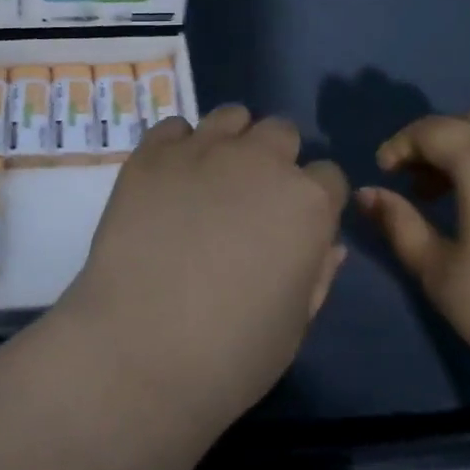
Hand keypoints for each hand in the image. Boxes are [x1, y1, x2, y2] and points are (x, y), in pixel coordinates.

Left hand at [57, 105, 348, 435]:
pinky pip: (175, 126)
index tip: (297, 224)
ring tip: (212, 177)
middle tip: (252, 198)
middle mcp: (261, 160)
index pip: (329, 177)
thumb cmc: (232, 353)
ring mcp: (203, 149)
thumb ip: (318, 273)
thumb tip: (328, 243)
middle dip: (276, 159)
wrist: (140, 348)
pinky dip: (179, 145)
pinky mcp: (153, 153)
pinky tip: (170, 180)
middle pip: (282, 133)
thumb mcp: (295, 324)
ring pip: (231, 116)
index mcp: (308, 203)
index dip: (316, 201)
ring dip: (231, 140)